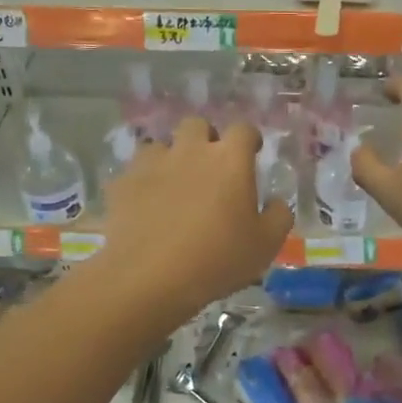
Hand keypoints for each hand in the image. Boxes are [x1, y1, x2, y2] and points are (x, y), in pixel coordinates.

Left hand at [96, 116, 292, 319]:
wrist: (149, 276)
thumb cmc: (217, 259)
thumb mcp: (265, 245)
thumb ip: (278, 217)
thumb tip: (276, 202)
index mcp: (229, 160)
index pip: (243, 130)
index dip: (249, 139)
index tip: (251, 153)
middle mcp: (190, 151)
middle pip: (197, 126)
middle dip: (206, 139)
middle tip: (211, 167)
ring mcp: (152, 164)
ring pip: (162, 144)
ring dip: (171, 158)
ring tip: (174, 185)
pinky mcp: (123, 182)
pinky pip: (135, 171)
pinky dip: (144, 181)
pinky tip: (147, 205)